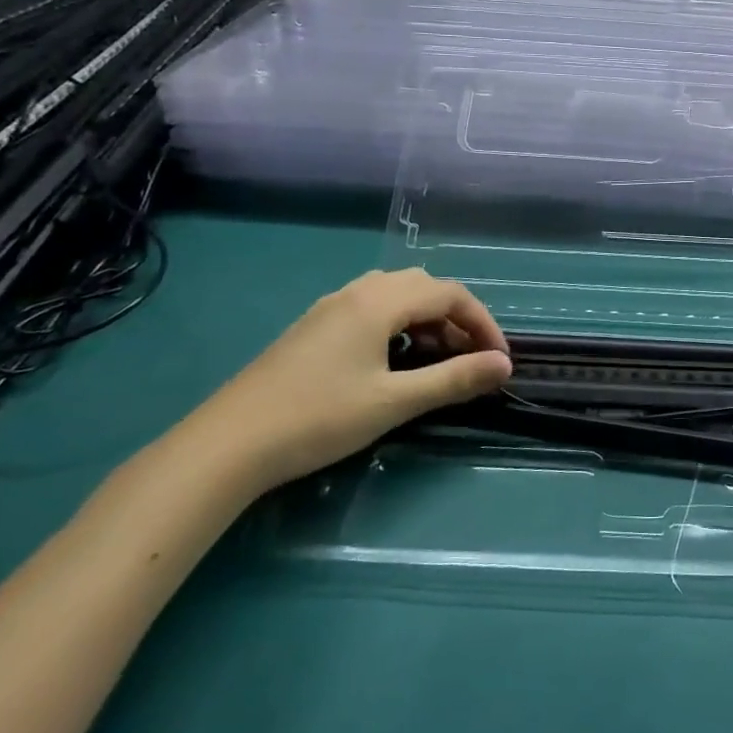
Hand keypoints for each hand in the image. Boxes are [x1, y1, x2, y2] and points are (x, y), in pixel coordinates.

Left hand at [182, 269, 511, 491]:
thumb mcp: (394, 401)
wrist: (227, 446)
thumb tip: (504, 366)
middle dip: (457, 318)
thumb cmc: (319, 418)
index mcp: (379, 301)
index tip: (498, 362)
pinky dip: (399, 324)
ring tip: (437, 359)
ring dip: (427, 319)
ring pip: (396, 295)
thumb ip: (454, 379)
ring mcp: (330, 308)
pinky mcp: (313, 328)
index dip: (483, 324)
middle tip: (470, 359)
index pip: (450, 294)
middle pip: (424, 287)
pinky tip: (393, 360)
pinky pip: (371, 308)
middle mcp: (357, 292)